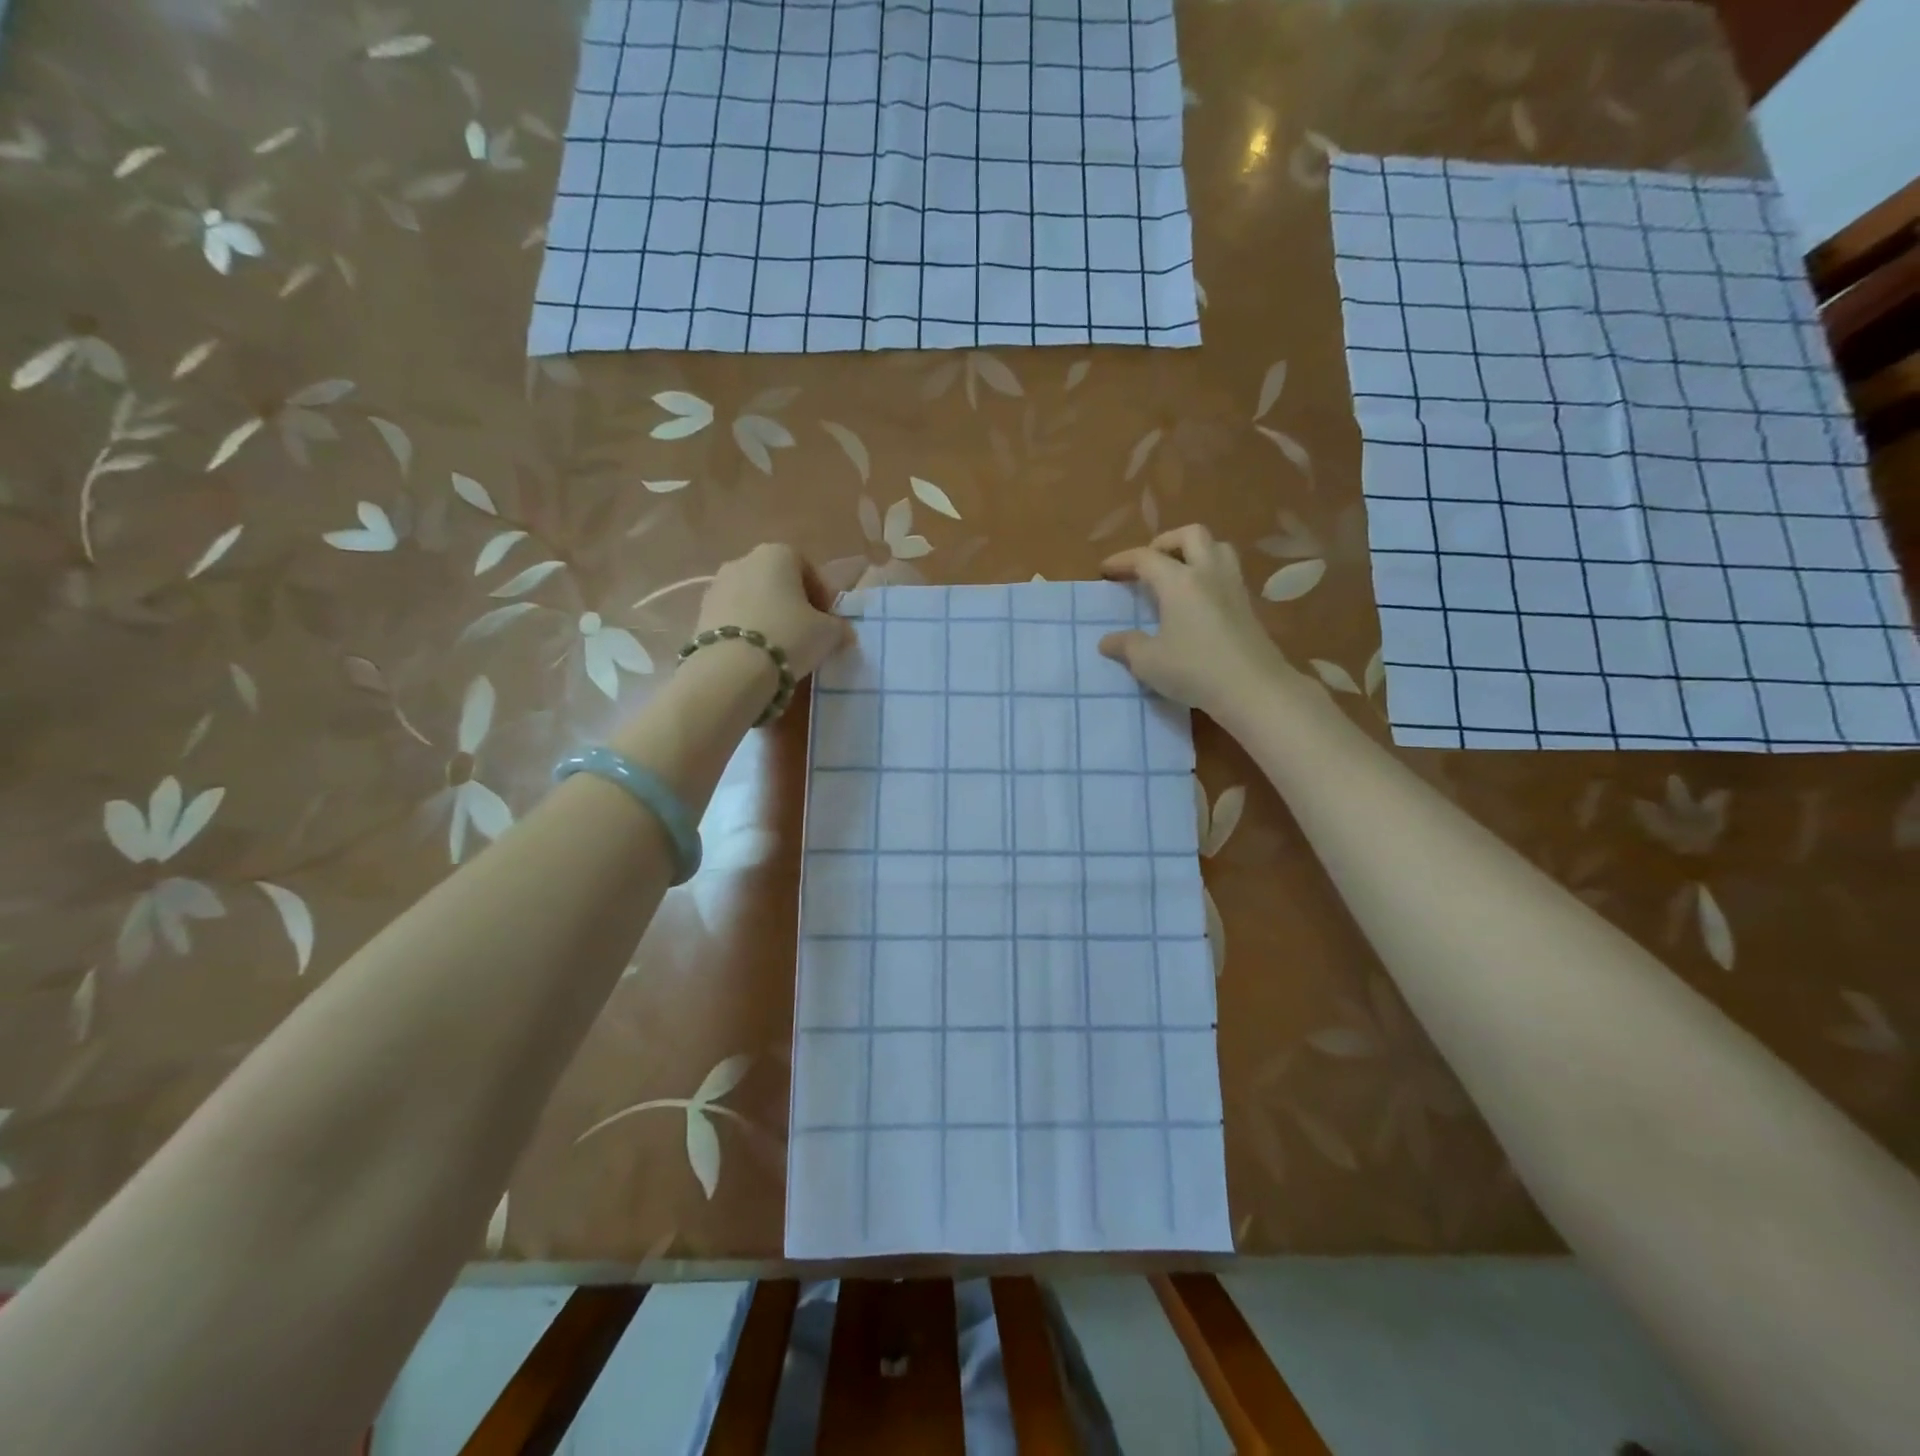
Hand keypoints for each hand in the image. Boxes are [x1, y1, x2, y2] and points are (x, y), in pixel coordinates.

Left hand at [695, 544, 851, 680]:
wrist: (731, 670)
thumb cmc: (789, 637)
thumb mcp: (829, 633)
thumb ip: (839, 627)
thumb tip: (842, 632)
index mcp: (776, 554)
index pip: (807, 568)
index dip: (823, 595)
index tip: (829, 621)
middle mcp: (743, 561)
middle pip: (777, 581)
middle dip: (793, 604)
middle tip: (807, 634)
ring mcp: (716, 586)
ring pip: (753, 599)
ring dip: (768, 617)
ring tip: (781, 648)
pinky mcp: (700, 614)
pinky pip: (734, 618)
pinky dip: (747, 631)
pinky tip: (757, 655)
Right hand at [1099, 525, 1300, 718]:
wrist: (1253, 689)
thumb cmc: (1194, 670)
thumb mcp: (1148, 662)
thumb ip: (1126, 646)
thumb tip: (1107, 641)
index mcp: (1179, 581)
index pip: (1146, 558)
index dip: (1122, 560)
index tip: (1105, 569)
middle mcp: (1208, 573)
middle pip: (1191, 535)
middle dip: (1166, 542)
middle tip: (1149, 564)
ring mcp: (1233, 587)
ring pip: (1217, 547)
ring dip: (1195, 551)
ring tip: (1178, 574)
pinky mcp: (1248, 605)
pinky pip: (1228, 572)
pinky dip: (1210, 574)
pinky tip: (1199, 600)